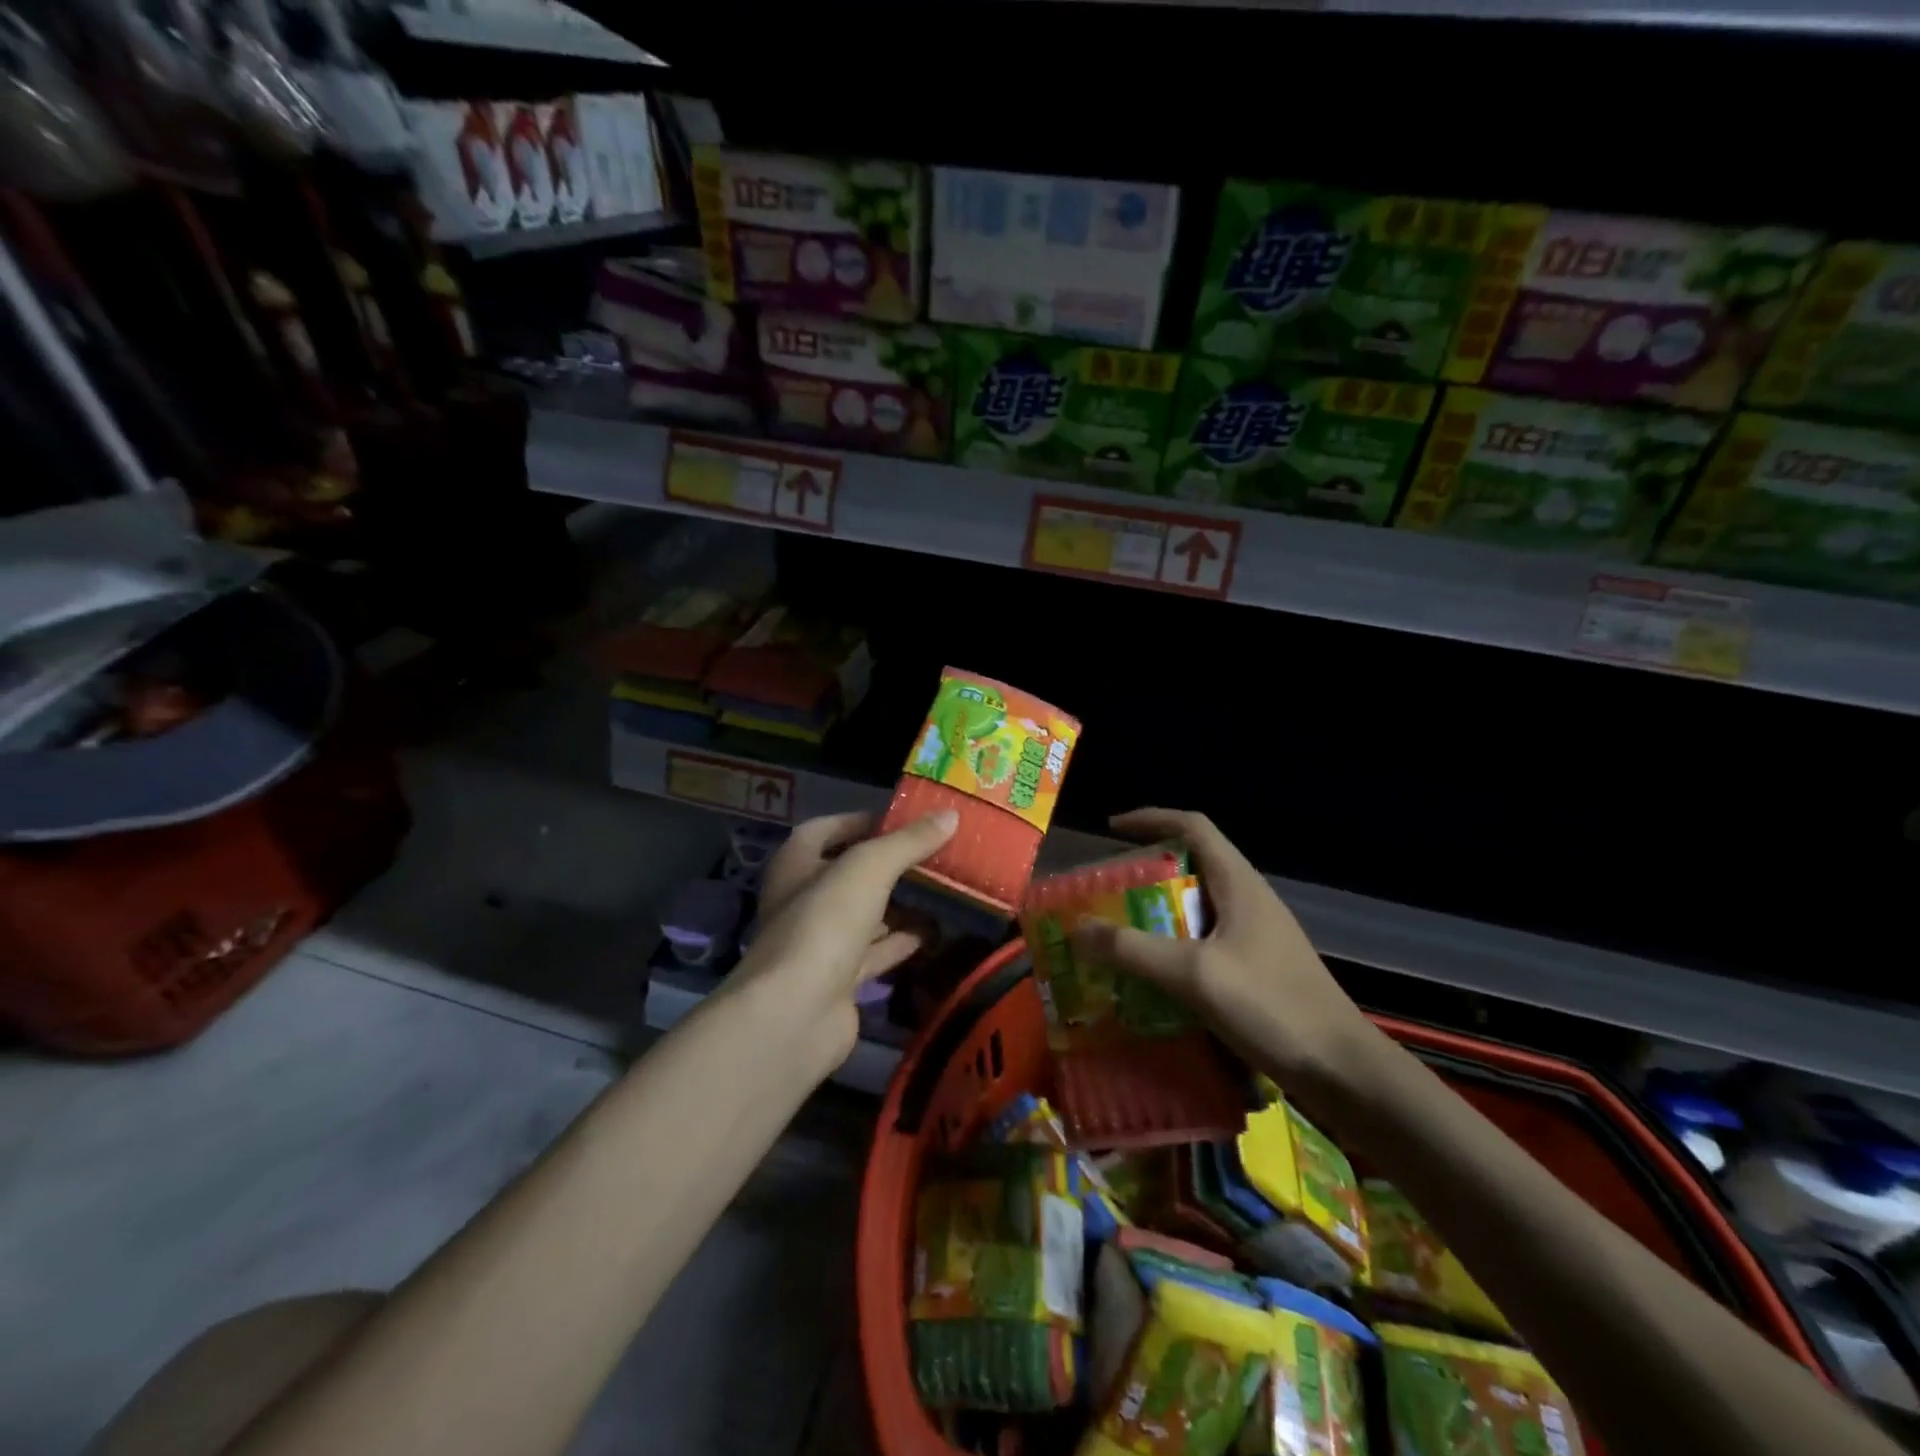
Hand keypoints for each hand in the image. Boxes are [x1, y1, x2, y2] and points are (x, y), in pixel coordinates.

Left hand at [724, 809, 956, 1074]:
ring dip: (900, 905)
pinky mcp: (839, 981)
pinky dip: (902, 942)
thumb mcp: (869, 868)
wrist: (797, 1013)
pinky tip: (936, 934)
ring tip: (944, 890)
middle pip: (849, 874)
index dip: (860, 821)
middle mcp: (803, 901)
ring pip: (865, 915)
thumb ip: (908, 842)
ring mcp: (820, 944)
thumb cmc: (825, 922)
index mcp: (796, 865)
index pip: (825, 831)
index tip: (902, 820)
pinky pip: (876, 953)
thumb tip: (950, 815)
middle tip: (934, 856)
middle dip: (889, 866)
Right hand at [1069, 809, 1380, 1088]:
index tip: (1111, 830)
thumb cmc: (1272, 1007)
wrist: (1344, 1071)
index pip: (1193, 826)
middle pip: (1192, 866)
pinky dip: (1175, 948)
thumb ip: (1134, 950)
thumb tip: (1077, 928)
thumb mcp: (1195, 975)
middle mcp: (1249, 900)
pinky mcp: (1259, 969)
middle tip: (1106, 895)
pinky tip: (1155, 979)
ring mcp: (1257, 936)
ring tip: (1120, 935)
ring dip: (1158, 915)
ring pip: (1198, 908)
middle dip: (1146, 874)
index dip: (1151, 819)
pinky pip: (1207, 942)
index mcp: (1239, 884)